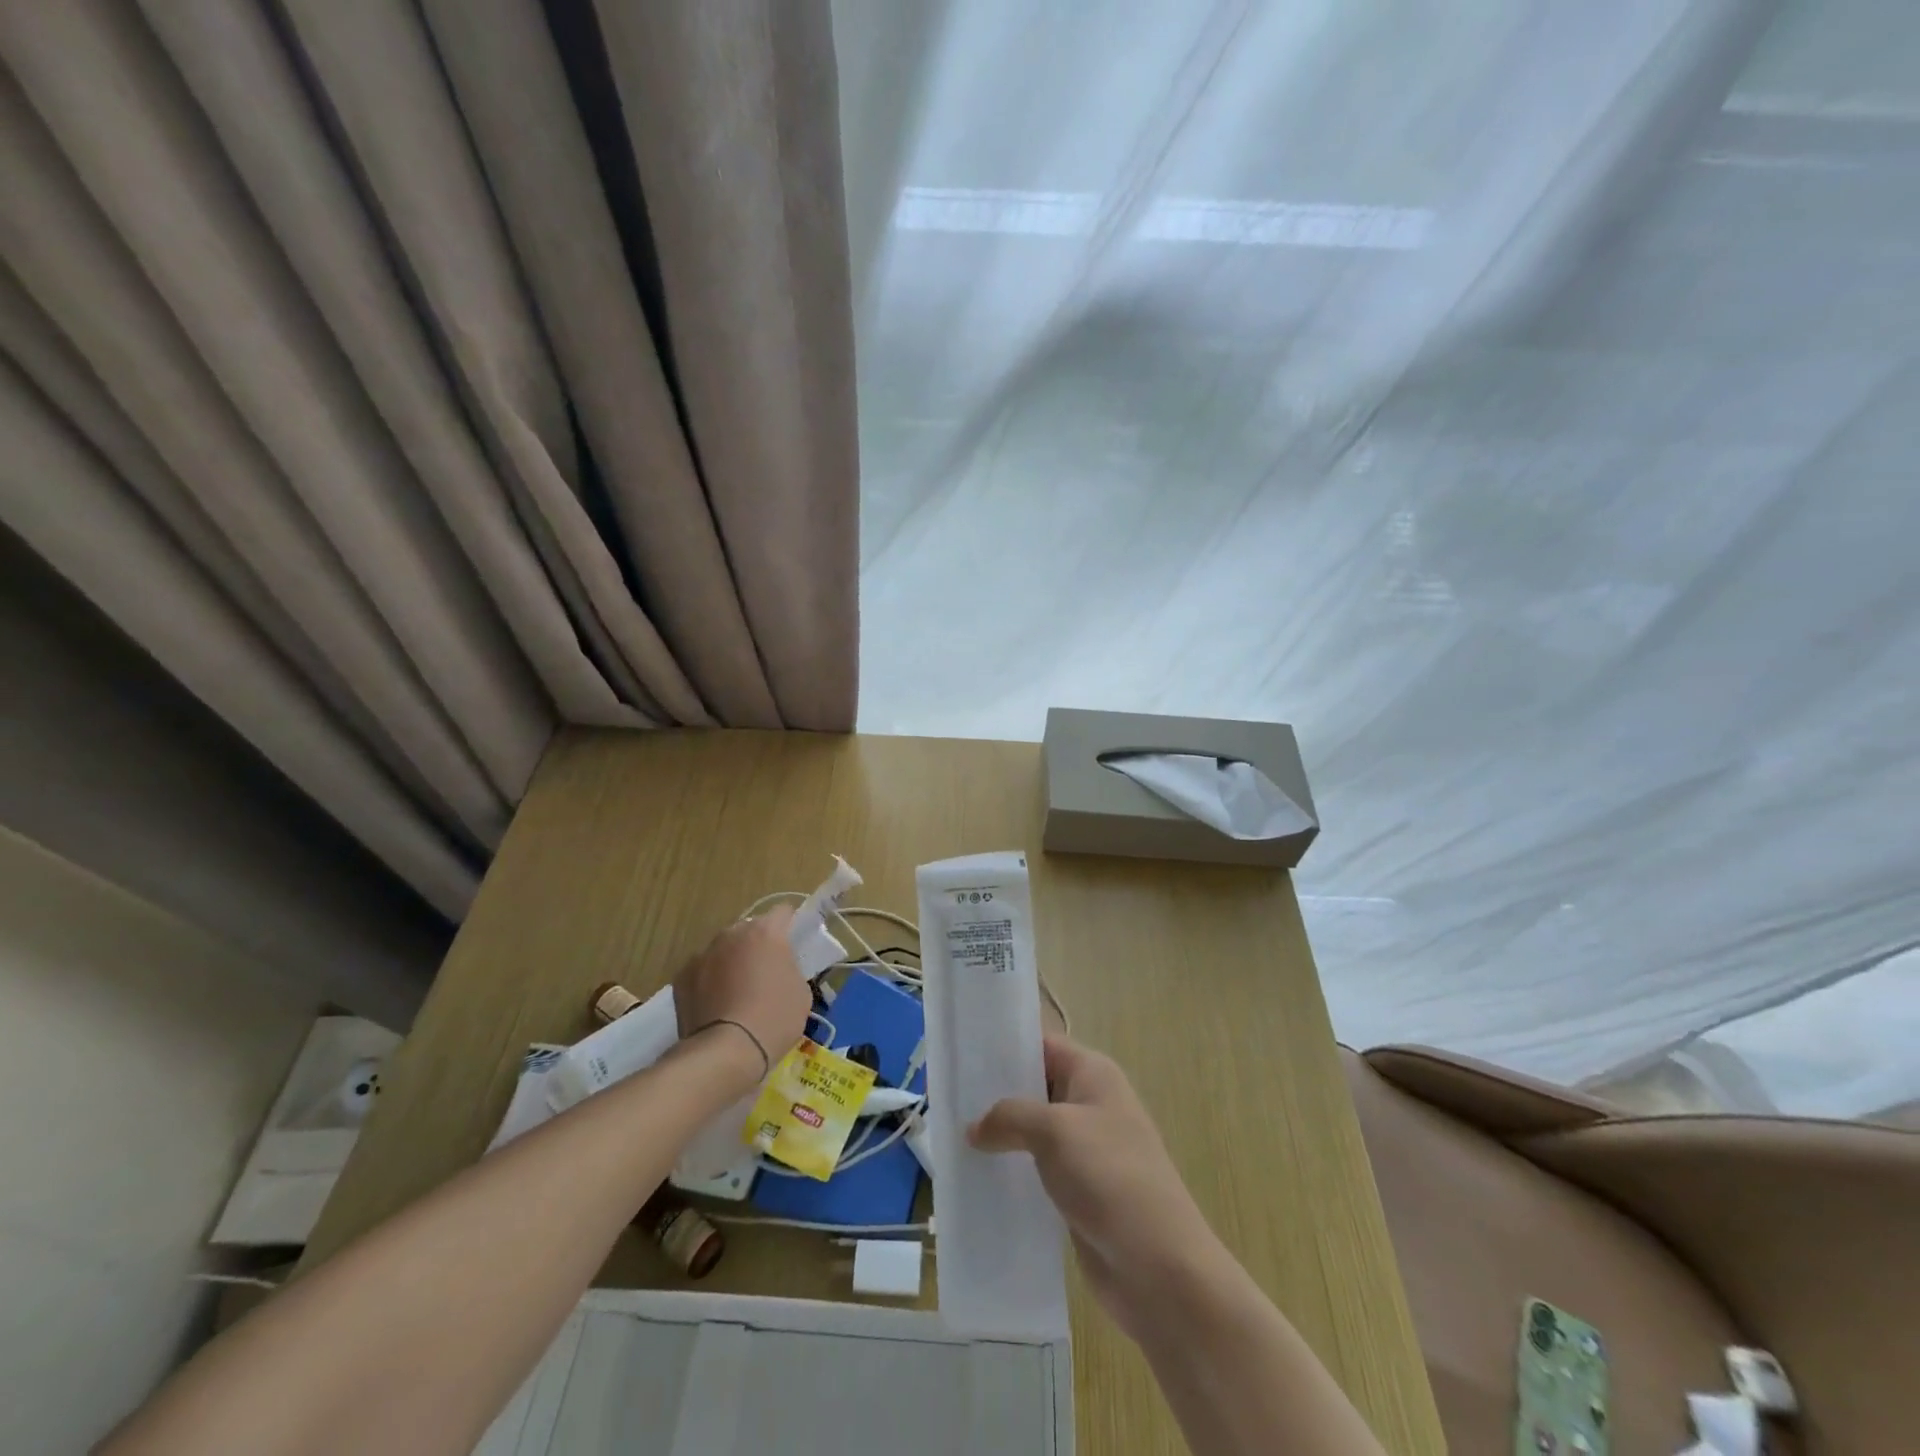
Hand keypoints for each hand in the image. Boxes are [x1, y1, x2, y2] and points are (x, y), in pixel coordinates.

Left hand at [672, 905, 809, 1085]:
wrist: (726, 1052)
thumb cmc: (774, 1019)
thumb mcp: (801, 991)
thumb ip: (789, 967)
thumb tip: (778, 966)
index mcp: (766, 932)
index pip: (783, 912)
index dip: (790, 925)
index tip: (793, 944)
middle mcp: (732, 934)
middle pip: (749, 930)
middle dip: (757, 945)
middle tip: (764, 973)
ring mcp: (703, 954)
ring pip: (723, 950)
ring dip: (731, 962)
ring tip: (736, 994)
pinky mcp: (682, 977)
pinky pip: (702, 971)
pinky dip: (709, 981)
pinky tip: (715, 1006)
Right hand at [969, 1034, 1221, 1337]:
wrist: (1160, 1268)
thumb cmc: (1111, 1178)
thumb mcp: (1055, 1131)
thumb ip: (1010, 1116)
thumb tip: (974, 1127)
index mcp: (1093, 1074)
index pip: (1042, 1044)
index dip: (1004, 1046)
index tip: (961, 1053)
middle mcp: (1090, 1103)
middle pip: (1035, 1086)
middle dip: (995, 1093)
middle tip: (947, 1098)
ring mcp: (1086, 1149)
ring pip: (1033, 1131)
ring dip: (1000, 1136)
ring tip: (952, 1138)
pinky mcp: (1079, 1190)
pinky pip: (1037, 1169)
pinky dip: (1012, 1170)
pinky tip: (977, 1178)